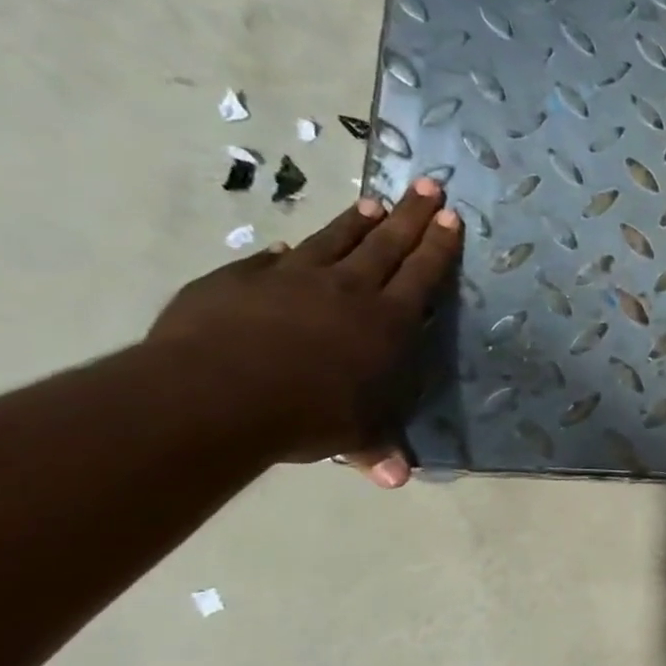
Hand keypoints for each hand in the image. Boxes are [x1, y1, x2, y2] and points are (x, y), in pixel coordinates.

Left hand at [147, 178, 461, 486]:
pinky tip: (291, 246)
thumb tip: (396, 481)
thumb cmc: (306, 415)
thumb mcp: (352, 437)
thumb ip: (375, 449)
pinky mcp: (239, 280)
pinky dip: (288, 252)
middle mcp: (347, 290)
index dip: (438, 245)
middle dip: (411, 214)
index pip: (421, 274)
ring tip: (374, 201)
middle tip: (428, 184)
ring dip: (358, 222)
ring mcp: (291, 279)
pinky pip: (272, 261)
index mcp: (386, 322)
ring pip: (335, 240)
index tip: (450, 216)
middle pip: (387, 243)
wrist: (214, 395)